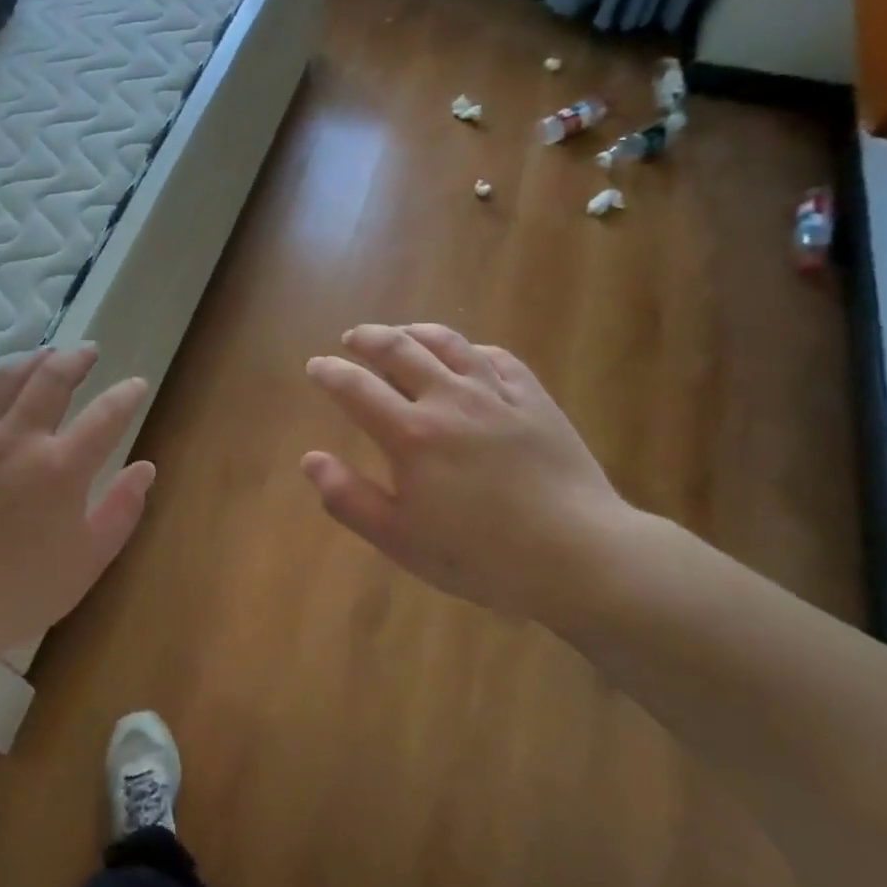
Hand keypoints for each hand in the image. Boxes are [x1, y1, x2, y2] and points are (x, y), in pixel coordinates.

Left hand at [0, 347, 154, 698]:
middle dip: (76, 359)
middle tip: (88, 352)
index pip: (106, 414)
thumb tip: (145, 468)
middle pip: (51, 378)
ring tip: (44, 358)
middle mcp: (18, 439)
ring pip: (4, 380)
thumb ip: (121, 509)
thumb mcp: (87, 561)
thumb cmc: (19, 591)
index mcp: (61, 467)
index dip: (126, 394)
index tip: (136, 385)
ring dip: (31, 363)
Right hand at [303, 323, 629, 626]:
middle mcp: (448, 400)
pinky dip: (472, 349)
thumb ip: (349, 498)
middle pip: (400, 350)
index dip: (330, 372)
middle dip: (368, 338)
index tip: (316, 365)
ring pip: (448, 343)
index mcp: (410, 434)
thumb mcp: (400, 539)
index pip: (356, 388)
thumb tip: (310, 460)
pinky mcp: (534, 399)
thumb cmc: (480, 555)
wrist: (577, 554)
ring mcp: (496, 394)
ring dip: (416, 331)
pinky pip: (497, 358)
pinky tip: (467, 354)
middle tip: (353, 338)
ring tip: (402, 333)